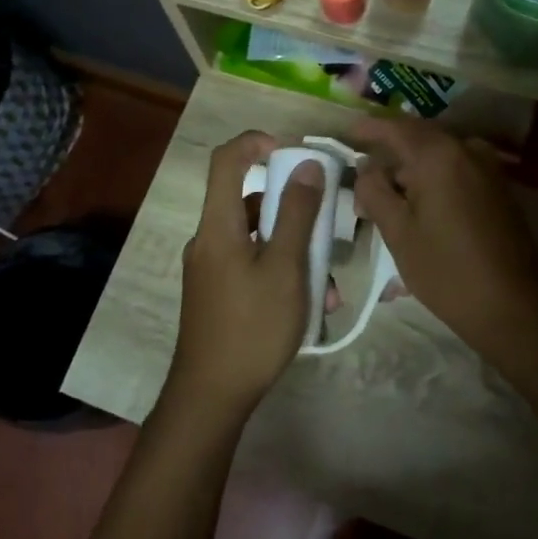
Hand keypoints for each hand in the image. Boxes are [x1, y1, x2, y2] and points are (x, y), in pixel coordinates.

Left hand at [164, 132, 323, 422]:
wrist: (211, 396)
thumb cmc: (252, 328)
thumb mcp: (286, 269)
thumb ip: (298, 215)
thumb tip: (307, 165)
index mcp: (218, 225)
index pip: (226, 160)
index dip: (257, 142)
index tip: (293, 153)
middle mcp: (209, 239)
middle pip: (249, 202)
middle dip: (293, 211)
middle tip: (327, 227)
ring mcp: (211, 268)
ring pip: (257, 239)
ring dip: (295, 251)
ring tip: (329, 287)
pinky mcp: (217, 293)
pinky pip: (252, 266)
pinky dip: (282, 273)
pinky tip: (313, 306)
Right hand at [351, 119, 537, 353]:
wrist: (513, 306)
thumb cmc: (446, 270)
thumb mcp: (398, 232)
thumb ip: (374, 191)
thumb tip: (366, 167)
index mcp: (438, 155)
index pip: (394, 127)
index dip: (368, 128)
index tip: (346, 133)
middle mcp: (466, 149)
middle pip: (419, 135)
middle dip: (389, 148)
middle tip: (362, 169)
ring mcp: (487, 166)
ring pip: (439, 152)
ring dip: (411, 164)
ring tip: (387, 190)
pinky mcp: (498, 185)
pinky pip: (457, 166)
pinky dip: (433, 174)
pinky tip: (418, 198)